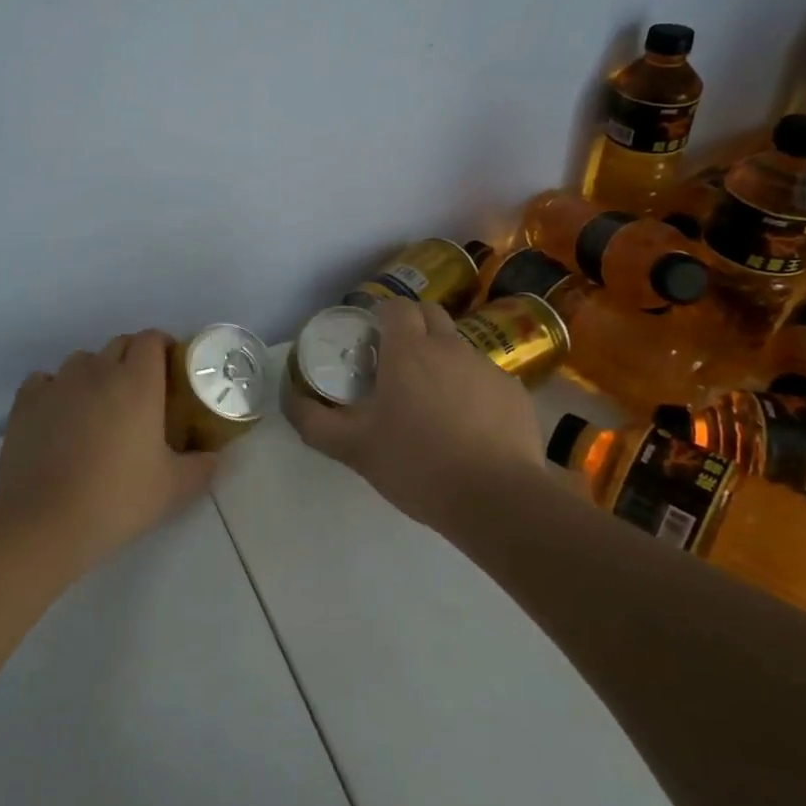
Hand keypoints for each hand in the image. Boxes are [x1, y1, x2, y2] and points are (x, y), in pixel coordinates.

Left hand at [0, 329, 218, 573]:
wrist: (45, 522)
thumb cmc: (118, 499)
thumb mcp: (174, 489)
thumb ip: (202, 467)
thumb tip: (215, 457)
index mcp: (138, 383)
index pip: (151, 339)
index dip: (163, 347)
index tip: (171, 369)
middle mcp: (98, 372)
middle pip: (119, 344)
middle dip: (133, 358)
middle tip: (141, 392)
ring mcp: (58, 384)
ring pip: (82, 361)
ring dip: (95, 373)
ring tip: (98, 405)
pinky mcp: (26, 403)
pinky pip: (45, 381)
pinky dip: (56, 390)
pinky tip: (59, 415)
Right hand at [288, 297, 544, 526]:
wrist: (496, 499)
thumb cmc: (417, 465)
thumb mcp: (353, 448)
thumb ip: (313, 421)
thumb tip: (290, 396)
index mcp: (409, 350)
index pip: (396, 306)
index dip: (381, 317)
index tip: (370, 341)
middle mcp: (450, 347)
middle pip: (431, 315)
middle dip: (413, 327)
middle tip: (397, 364)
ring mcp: (487, 368)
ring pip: (459, 348)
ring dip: (443, 361)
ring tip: (433, 403)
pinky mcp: (515, 393)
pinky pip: (486, 379)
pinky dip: (473, 391)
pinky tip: (469, 428)